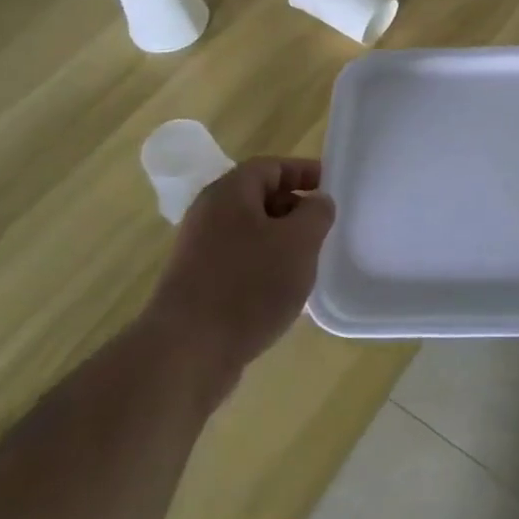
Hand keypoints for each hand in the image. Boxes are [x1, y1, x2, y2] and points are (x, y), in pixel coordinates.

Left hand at [148, 157, 335, 390]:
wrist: (187, 352)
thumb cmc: (248, 285)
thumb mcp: (299, 241)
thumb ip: (316, 213)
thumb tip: (317, 202)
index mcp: (229, 193)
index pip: (271, 166)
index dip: (303, 171)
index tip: (331, 186)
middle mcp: (208, 215)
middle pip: (258, 198)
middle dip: (294, 208)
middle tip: (323, 227)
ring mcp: (198, 251)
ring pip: (250, 233)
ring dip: (281, 242)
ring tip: (307, 262)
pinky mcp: (196, 285)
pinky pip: (239, 262)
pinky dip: (264, 268)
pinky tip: (281, 292)